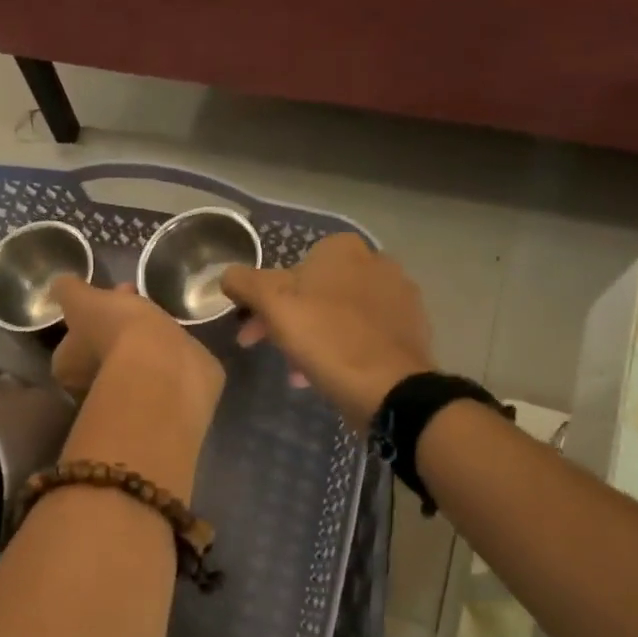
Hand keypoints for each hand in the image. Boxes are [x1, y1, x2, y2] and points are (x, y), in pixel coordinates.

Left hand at [50, 277, 223, 407]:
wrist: (163, 364)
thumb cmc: (112, 331)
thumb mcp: (81, 301)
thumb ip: (68, 291)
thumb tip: (59, 284)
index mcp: (66, 369)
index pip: (68, 344)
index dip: (83, 316)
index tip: (100, 297)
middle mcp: (90, 388)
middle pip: (97, 349)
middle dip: (110, 323)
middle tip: (127, 297)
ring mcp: (124, 394)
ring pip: (125, 357)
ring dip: (134, 334)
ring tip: (151, 307)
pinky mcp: (154, 393)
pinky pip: (150, 365)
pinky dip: (156, 347)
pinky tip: (167, 330)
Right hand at [221, 234, 434, 427]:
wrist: (391, 388)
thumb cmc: (327, 339)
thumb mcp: (273, 306)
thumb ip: (245, 283)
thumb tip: (226, 275)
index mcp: (342, 248)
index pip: (288, 269)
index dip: (263, 301)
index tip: (253, 330)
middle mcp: (375, 261)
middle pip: (314, 292)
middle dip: (286, 321)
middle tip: (269, 350)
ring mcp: (398, 294)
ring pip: (337, 313)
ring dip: (312, 337)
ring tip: (298, 372)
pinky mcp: (411, 326)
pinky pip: (364, 332)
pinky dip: (342, 346)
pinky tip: (331, 372)